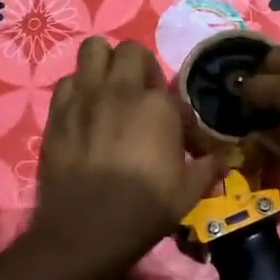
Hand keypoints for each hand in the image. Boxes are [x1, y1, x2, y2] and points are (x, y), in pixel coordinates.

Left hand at [30, 38, 220, 273]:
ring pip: (92, 50)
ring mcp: (85, 97)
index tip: (172, 128)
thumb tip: (223, 160)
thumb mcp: (188, 192)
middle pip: (129, 50)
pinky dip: (77, 88)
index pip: (168, 86)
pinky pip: (67, 81)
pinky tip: (83, 111)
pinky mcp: (57, 112)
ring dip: (103, 64)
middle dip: (136, 64)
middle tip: (139, 93)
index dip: (171, 105)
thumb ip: (207, 168)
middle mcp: (120, 90)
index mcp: (157, 105)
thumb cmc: (143, 210)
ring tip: (108, 90)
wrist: (85, 230)